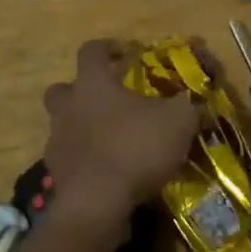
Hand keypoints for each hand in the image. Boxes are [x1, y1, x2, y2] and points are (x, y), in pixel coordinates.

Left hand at [41, 41, 201, 230]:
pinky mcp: (56, 174)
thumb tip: (193, 101)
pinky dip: (83, 159)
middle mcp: (68, 106)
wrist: (97, 204)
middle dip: (80, 90)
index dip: (108, 47)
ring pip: (62, 124)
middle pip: (63, 88)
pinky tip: (105, 169)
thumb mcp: (176, 122)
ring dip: (81, 127)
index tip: (126, 54)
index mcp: (92, 83)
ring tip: (109, 138)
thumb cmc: (135, 148)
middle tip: (107, 99)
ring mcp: (57, 141)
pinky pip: (68, 158)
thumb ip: (186, 106)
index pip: (91, 50)